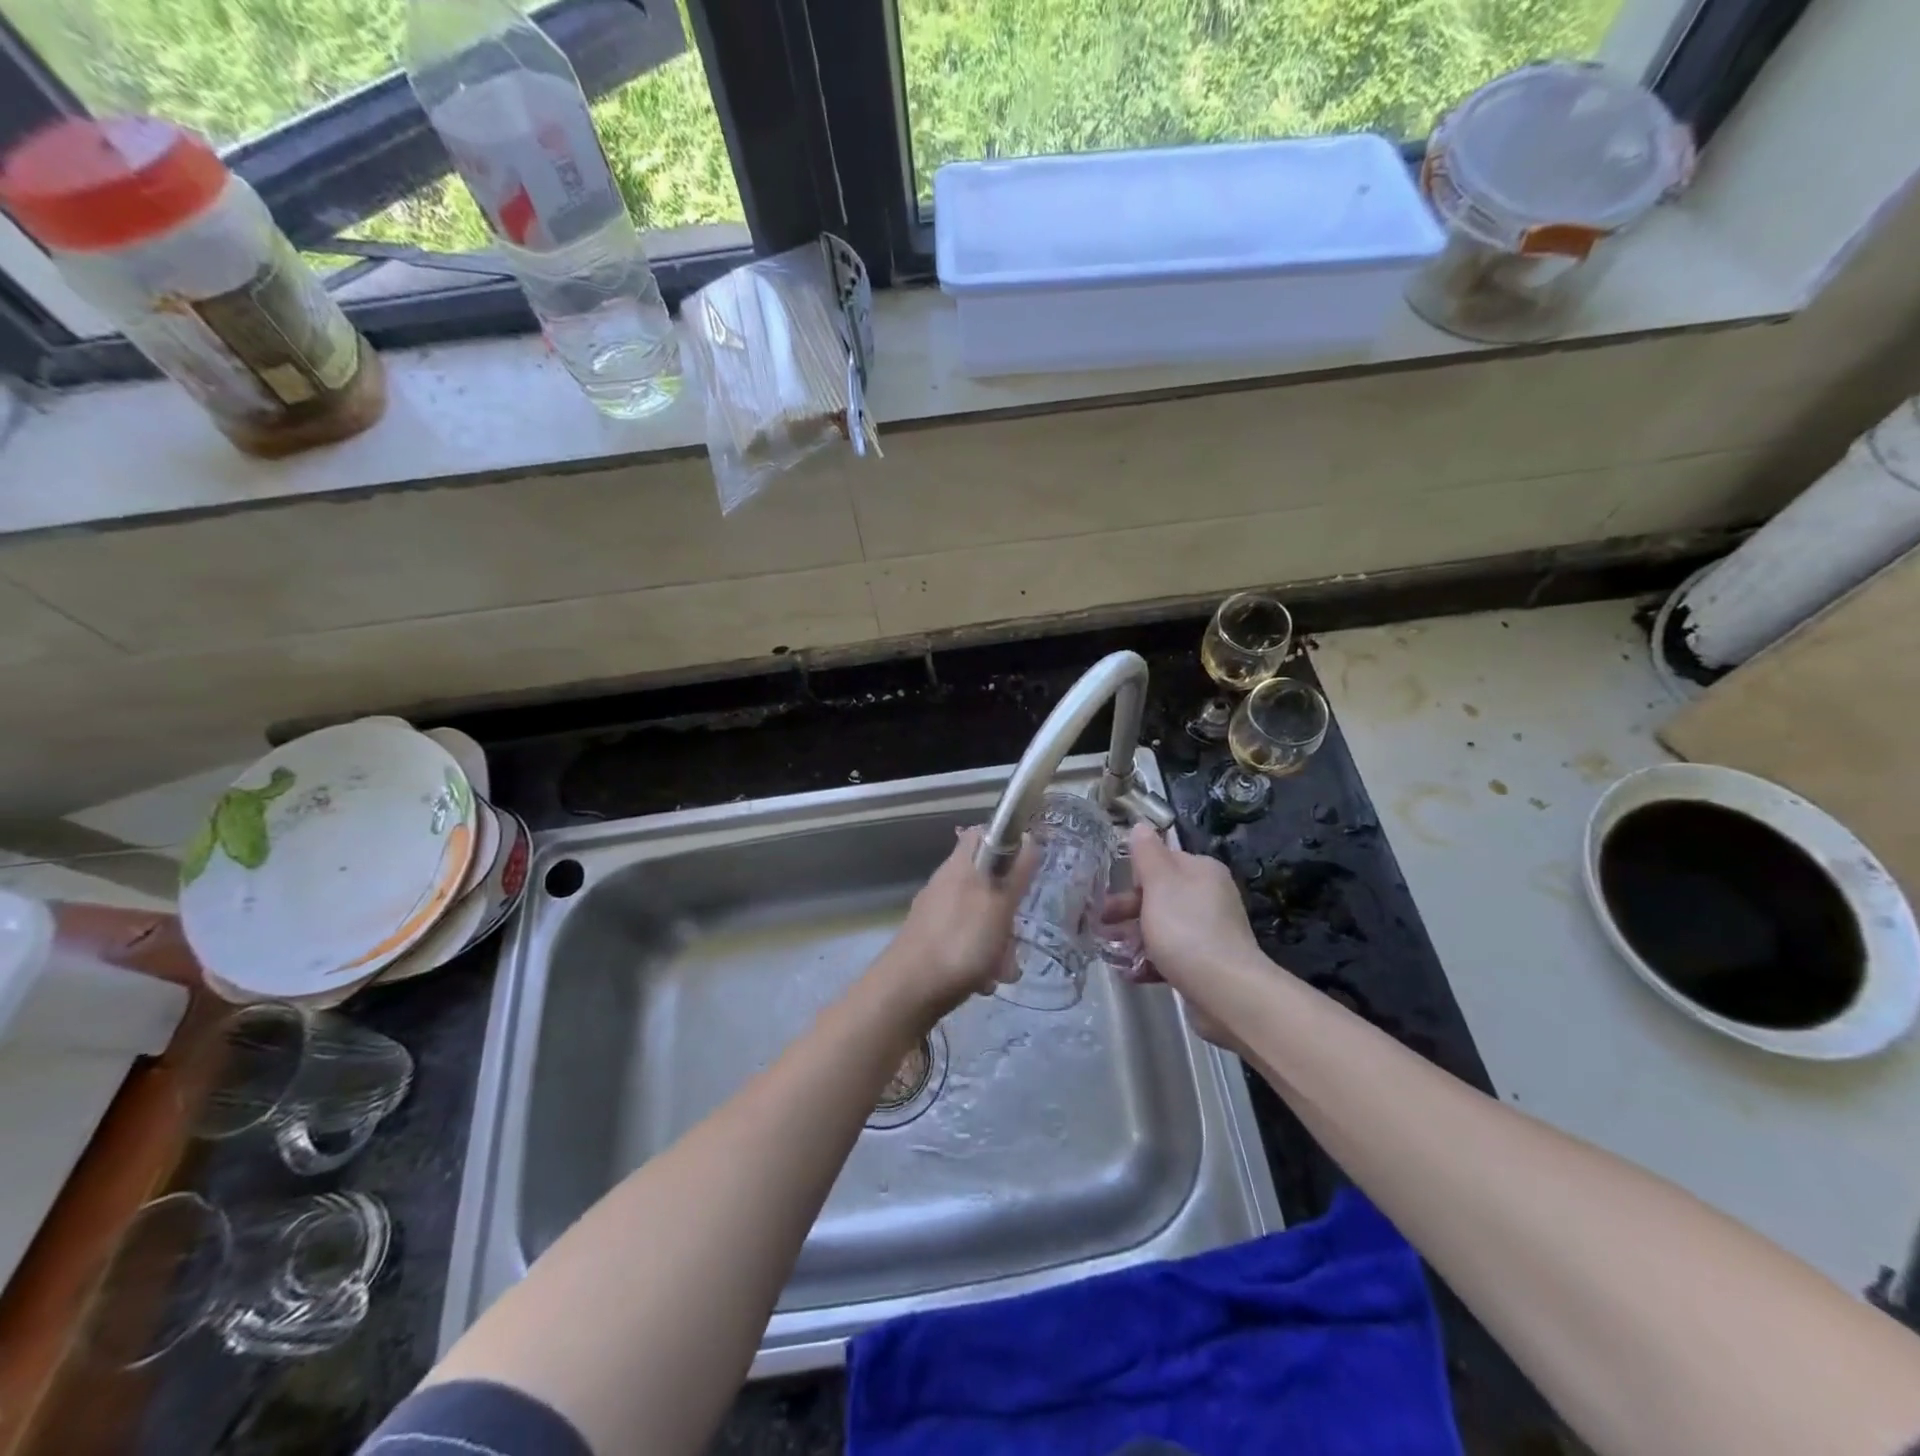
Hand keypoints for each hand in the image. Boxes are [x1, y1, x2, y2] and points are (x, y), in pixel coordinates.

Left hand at [869, 827, 1037, 1026]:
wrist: (908, 990)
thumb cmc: (960, 942)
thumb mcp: (999, 905)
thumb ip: (1015, 874)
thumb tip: (1028, 838)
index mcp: (961, 865)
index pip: (982, 833)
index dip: (1007, 842)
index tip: (1027, 865)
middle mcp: (946, 882)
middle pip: (987, 880)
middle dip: (1008, 907)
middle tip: (1016, 928)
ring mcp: (936, 912)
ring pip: (980, 915)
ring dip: (998, 940)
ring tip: (1003, 966)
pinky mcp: (930, 940)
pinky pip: (966, 940)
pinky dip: (979, 957)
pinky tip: (983, 979)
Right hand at [1127, 822, 1266, 1046]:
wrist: (1225, 990)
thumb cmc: (1186, 929)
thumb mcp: (1159, 883)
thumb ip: (1146, 853)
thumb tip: (1140, 825)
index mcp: (1202, 871)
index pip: (1162, 861)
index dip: (1133, 875)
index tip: (1106, 890)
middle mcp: (1210, 896)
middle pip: (1160, 896)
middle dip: (1127, 910)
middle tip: (1099, 924)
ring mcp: (1211, 931)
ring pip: (1162, 927)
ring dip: (1134, 938)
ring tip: (1109, 952)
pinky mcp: (1207, 963)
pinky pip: (1172, 955)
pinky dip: (1150, 961)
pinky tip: (1131, 974)